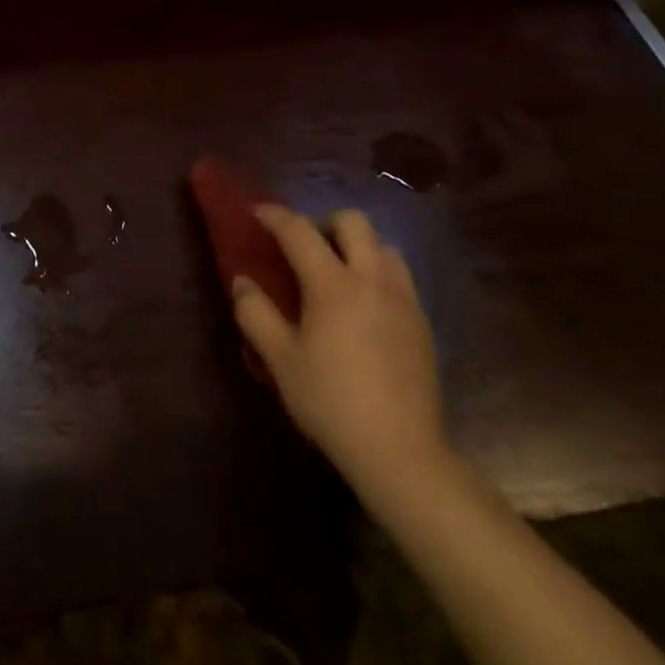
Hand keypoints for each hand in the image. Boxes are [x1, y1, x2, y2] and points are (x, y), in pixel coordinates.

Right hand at [231, 204, 449, 508]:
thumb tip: (243, 281)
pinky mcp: (422, 322)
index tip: (258, 212)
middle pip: (354, 222)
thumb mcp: (280, 360)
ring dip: (357, 245)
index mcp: (333, 285)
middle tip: (304, 245)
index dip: (276, 216)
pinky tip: (363, 304)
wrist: (400, 452)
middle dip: (324, 222)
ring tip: (337, 271)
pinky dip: (377, 271)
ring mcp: (403, 299)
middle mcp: (372, 280)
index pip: (300, 231)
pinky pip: (399, 275)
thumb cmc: (331, 402)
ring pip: (383, 244)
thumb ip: (255, 313)